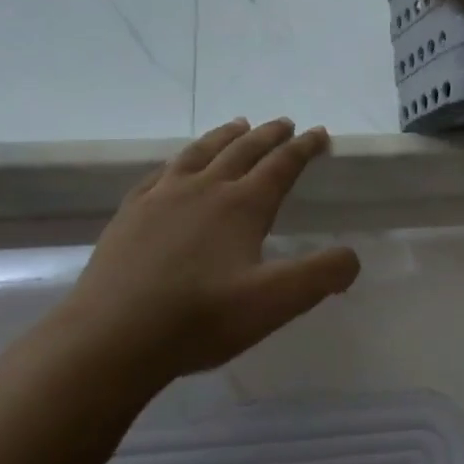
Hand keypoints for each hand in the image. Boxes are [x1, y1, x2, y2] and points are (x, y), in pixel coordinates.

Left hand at [55, 119, 360, 380]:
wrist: (110, 339)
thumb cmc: (200, 318)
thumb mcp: (276, 302)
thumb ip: (322, 275)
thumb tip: (352, 256)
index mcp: (242, 205)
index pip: (282, 165)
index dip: (304, 148)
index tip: (319, 133)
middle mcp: (204, 190)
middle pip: (242, 150)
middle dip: (269, 135)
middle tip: (285, 123)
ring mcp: (161, 198)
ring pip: (200, 153)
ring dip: (224, 137)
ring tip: (238, 125)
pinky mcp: (130, 215)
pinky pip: (159, 173)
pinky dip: (178, 161)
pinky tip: (176, 167)